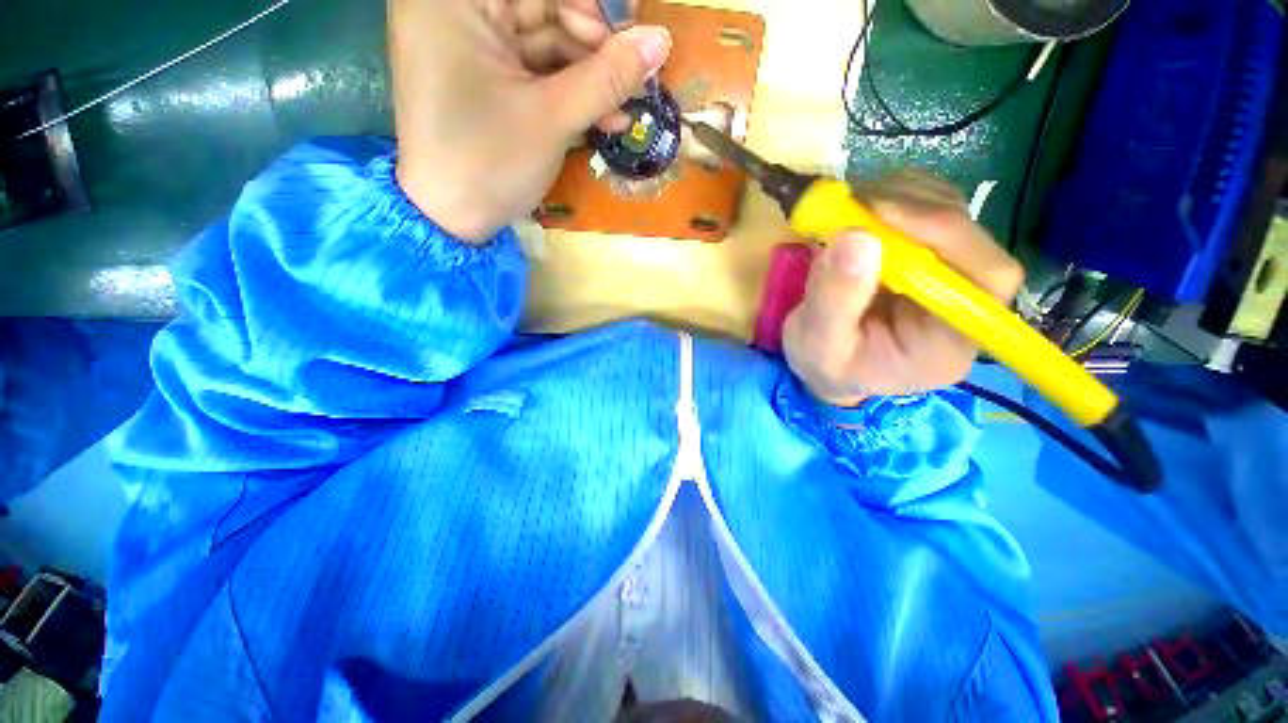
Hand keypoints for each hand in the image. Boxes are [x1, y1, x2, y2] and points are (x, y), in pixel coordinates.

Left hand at [389, 0, 670, 241]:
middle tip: (631, 85)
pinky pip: (533, 74)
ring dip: (588, 80)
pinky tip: (600, 120)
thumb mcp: (552, 118)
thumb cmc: (490, 163)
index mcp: (455, 0)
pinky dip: (566, 96)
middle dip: (593, 52)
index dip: (593, 14)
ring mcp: (467, 47)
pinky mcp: (480, 79)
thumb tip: (662, 40)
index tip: (631, 50)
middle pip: (543, 11)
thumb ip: (608, 76)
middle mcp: (456, 11)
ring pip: (544, 46)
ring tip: (621, 114)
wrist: (451, 221)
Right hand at [782, 170, 1023, 407]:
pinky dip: (894, 197)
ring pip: (953, 213)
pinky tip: (860, 211)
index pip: (987, 278)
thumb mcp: (817, 343)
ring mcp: (947, 275)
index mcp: (949, 342)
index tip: (881, 214)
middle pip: (971, 238)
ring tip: (849, 209)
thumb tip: (857, 237)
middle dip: (913, 211)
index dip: (946, 234)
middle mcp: (963, 305)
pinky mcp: (926, 256)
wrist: (821, 365)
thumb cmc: (822, 365)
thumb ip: (835, 300)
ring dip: (901, 198)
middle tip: (854, 204)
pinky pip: (928, 208)